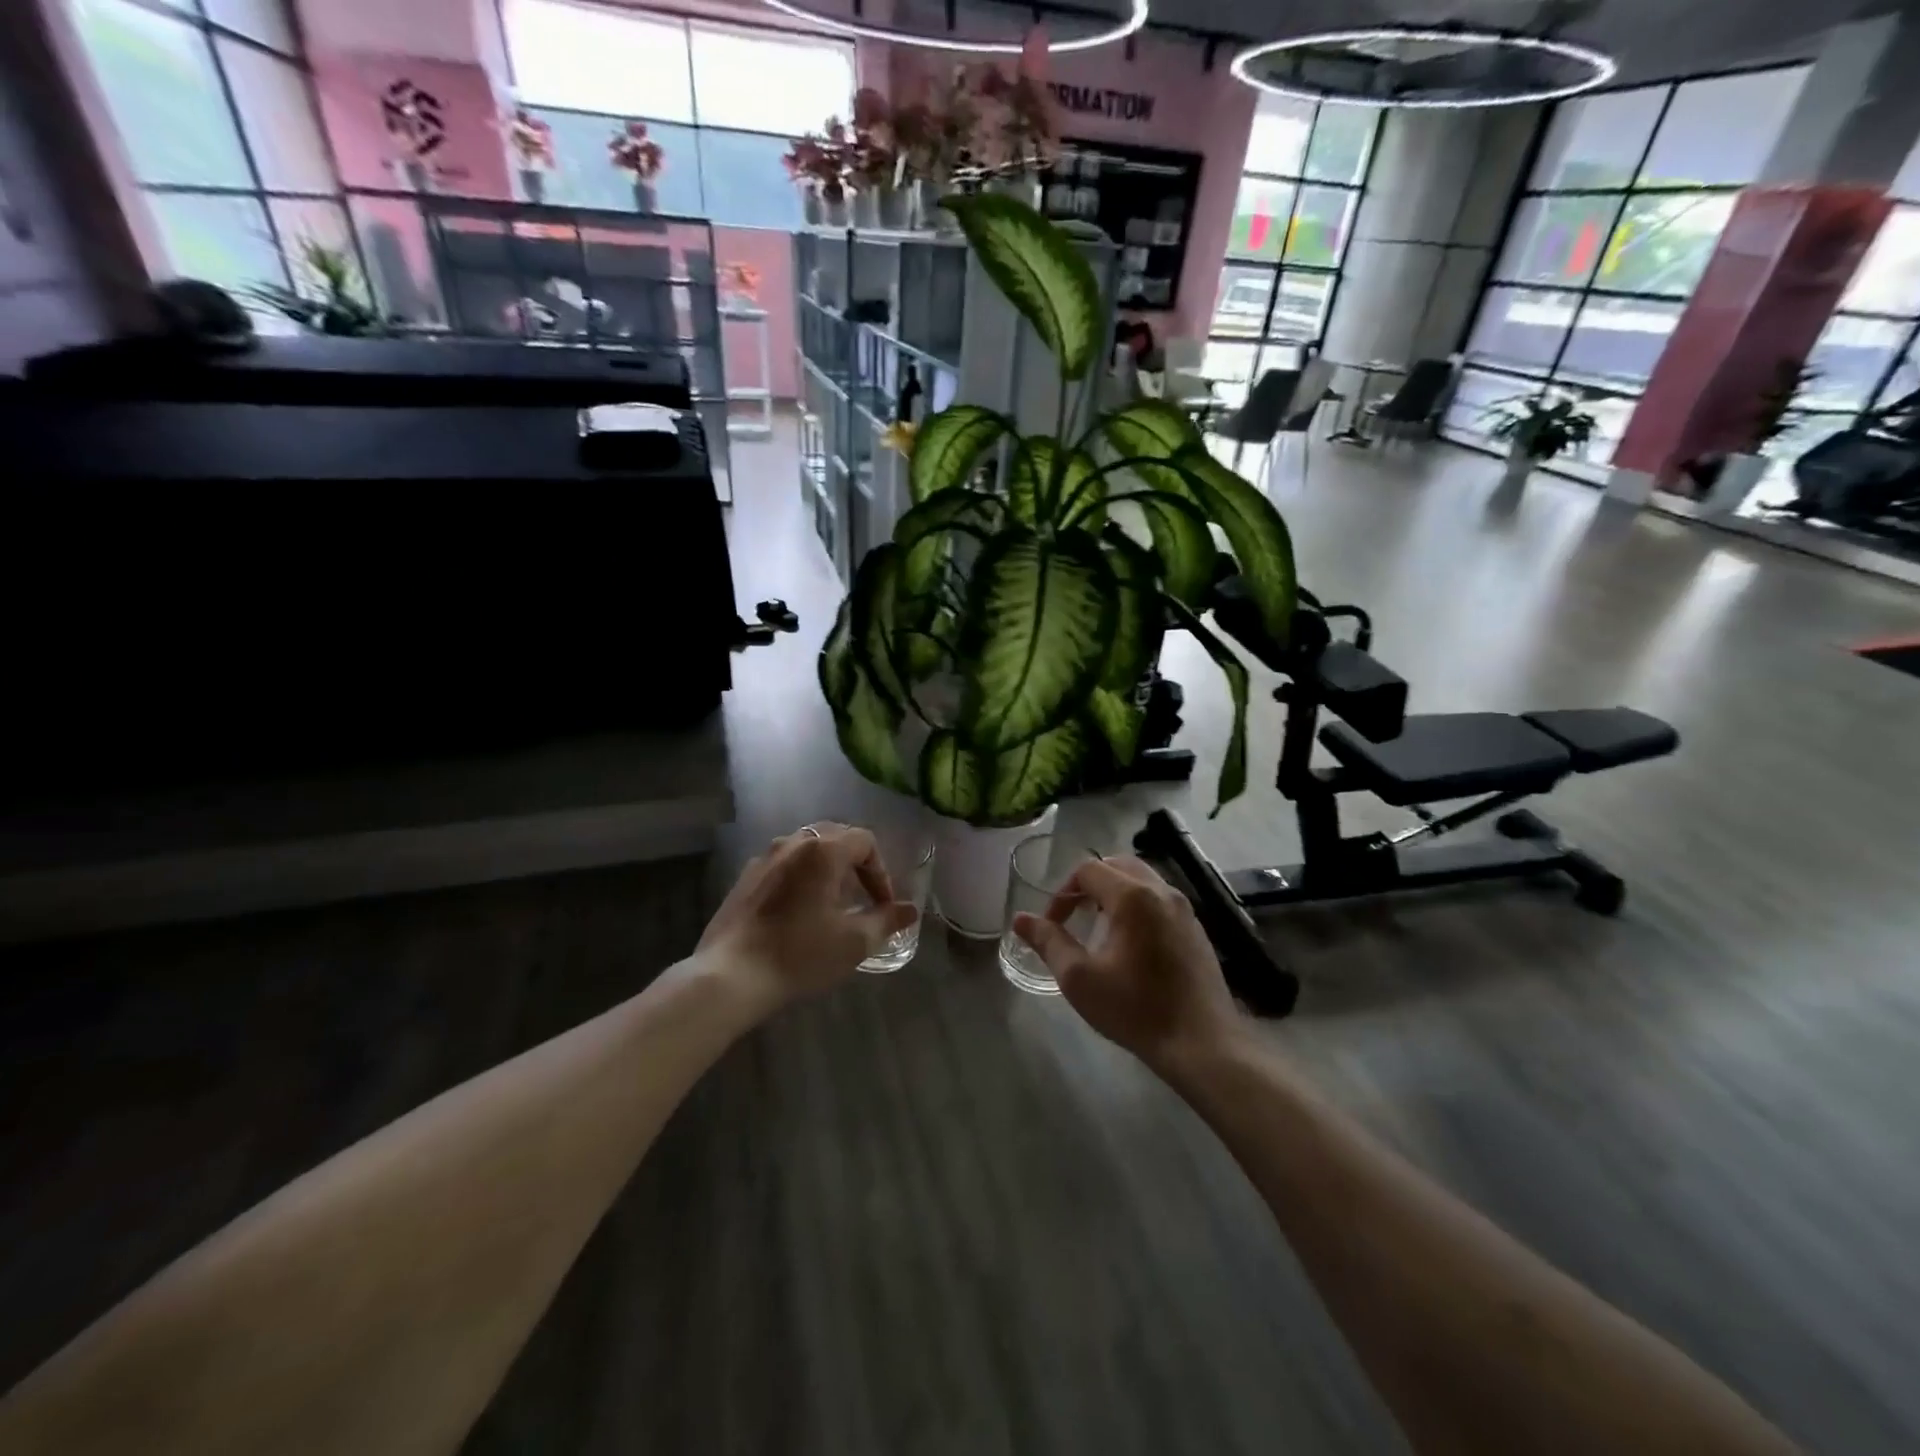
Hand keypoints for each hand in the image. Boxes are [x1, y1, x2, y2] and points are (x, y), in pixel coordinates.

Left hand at [697, 822, 916, 1011]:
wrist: (731, 975)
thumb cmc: (801, 953)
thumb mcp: (854, 941)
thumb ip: (886, 920)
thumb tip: (910, 910)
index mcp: (823, 850)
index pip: (864, 841)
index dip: (881, 871)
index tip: (883, 905)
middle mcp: (792, 843)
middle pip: (835, 836)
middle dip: (855, 863)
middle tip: (863, 896)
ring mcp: (764, 858)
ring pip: (806, 849)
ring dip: (827, 868)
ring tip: (832, 903)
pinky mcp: (744, 878)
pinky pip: (783, 865)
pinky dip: (801, 877)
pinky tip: (799, 911)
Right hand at [1014, 855, 1243, 1069]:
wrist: (1202, 1044)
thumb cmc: (1136, 1009)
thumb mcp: (1079, 979)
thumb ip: (1049, 942)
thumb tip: (1020, 919)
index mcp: (1132, 896)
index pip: (1087, 870)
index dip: (1062, 893)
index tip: (1053, 925)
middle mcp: (1161, 891)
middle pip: (1116, 865)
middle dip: (1089, 884)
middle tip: (1074, 916)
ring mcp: (1184, 908)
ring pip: (1142, 879)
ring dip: (1115, 892)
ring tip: (1099, 927)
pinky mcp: (1197, 928)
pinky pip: (1160, 899)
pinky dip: (1138, 905)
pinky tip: (1131, 944)